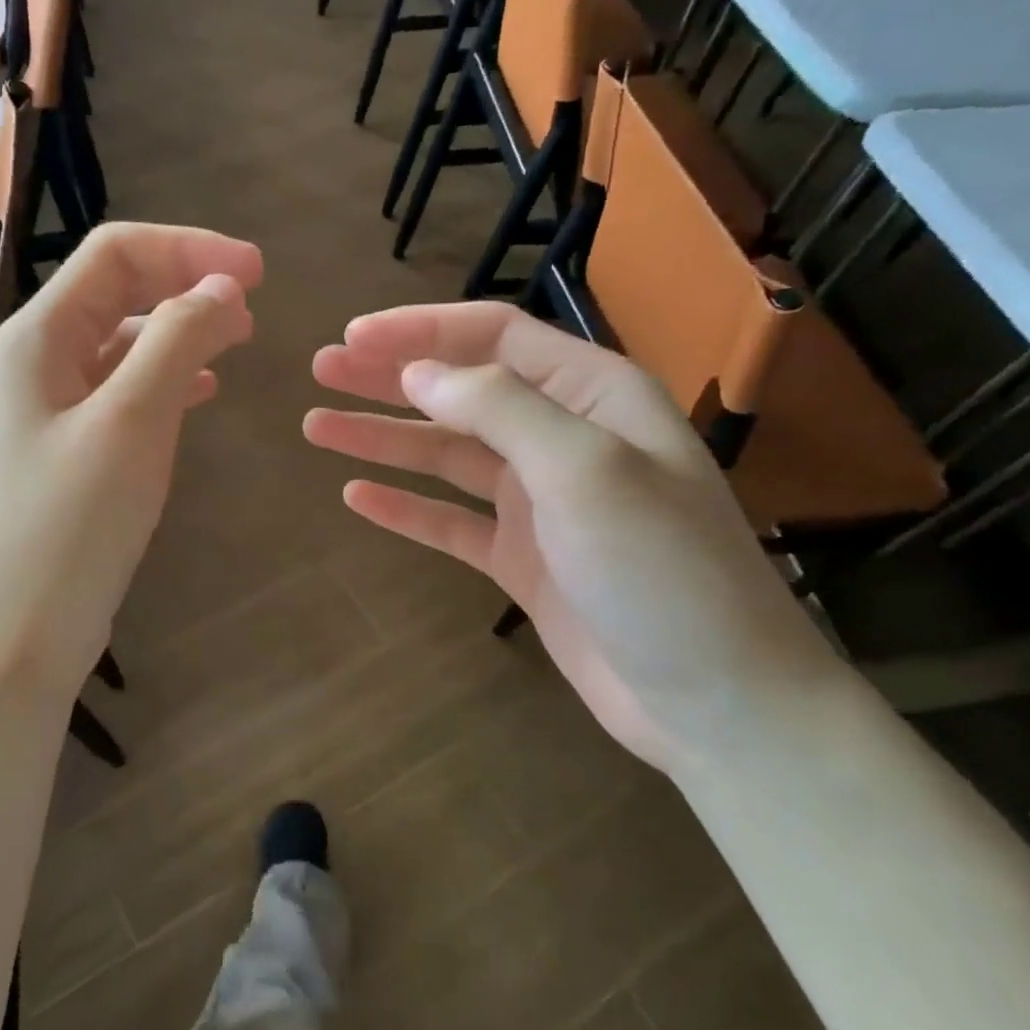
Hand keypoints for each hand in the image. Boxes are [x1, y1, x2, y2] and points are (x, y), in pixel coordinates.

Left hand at [0, 223, 261, 692]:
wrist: (22, 632)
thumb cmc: (72, 524)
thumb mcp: (133, 422)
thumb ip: (176, 341)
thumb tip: (221, 288)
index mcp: (40, 336)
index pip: (116, 254)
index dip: (189, 250)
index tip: (258, 272)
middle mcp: (40, 361)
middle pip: (118, 290)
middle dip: (187, 283)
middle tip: (254, 302)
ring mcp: (53, 409)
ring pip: (124, 342)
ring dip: (181, 329)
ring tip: (238, 338)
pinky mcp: (71, 451)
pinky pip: (124, 392)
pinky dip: (166, 378)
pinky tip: (202, 390)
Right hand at [306, 301, 844, 775]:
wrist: (712, 699)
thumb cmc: (660, 569)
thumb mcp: (584, 469)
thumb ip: (499, 408)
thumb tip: (419, 373)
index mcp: (592, 395)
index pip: (494, 337)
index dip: (420, 330)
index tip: (353, 336)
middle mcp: (562, 438)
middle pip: (459, 391)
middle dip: (389, 377)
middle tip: (321, 370)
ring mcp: (538, 503)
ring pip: (445, 455)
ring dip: (383, 437)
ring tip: (316, 425)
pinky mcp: (520, 559)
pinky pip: (449, 521)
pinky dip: (405, 507)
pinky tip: (356, 496)